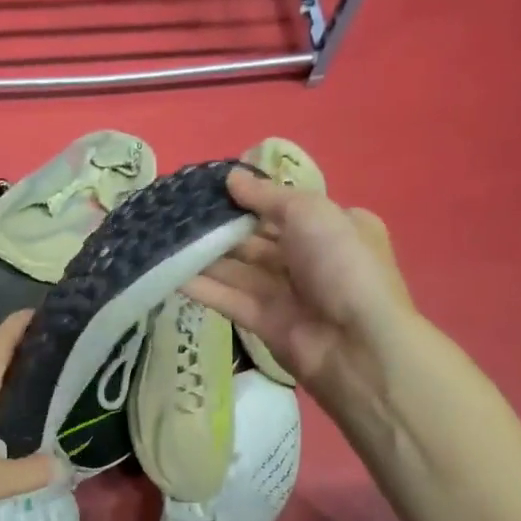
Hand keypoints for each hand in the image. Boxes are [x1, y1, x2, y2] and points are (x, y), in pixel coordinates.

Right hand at [186, 169, 416, 411]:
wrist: (355, 343)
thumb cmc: (341, 264)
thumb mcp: (309, 212)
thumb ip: (266, 196)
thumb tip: (230, 177)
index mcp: (333, 227)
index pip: (286, 209)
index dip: (250, 199)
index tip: (210, 188)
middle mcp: (310, 259)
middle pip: (257, 240)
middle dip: (220, 228)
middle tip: (177, 212)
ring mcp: (286, 293)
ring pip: (238, 270)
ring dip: (204, 255)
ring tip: (164, 237)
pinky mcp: (264, 322)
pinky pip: (228, 299)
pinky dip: (202, 287)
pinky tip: (170, 272)